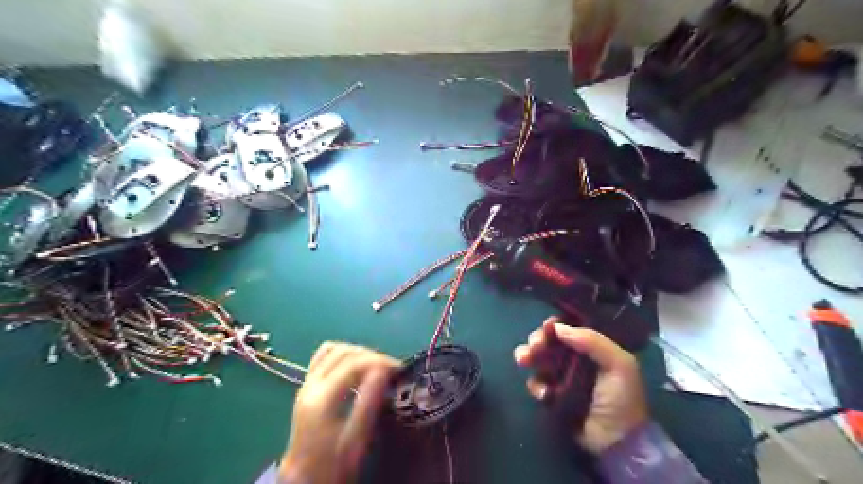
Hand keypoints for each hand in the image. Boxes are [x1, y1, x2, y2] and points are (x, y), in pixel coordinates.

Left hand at [278, 342, 399, 481]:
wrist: (304, 477)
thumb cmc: (334, 463)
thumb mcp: (356, 439)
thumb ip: (369, 403)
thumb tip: (384, 371)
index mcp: (322, 398)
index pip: (354, 364)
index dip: (380, 361)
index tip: (400, 369)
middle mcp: (311, 384)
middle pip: (344, 352)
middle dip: (372, 355)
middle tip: (391, 368)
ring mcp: (306, 383)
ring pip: (333, 349)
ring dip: (358, 352)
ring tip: (376, 365)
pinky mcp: (307, 385)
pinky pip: (324, 356)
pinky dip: (343, 354)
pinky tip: (355, 366)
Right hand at [511, 317, 647, 452]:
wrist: (617, 442)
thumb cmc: (621, 399)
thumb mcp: (619, 365)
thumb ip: (592, 341)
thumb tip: (558, 327)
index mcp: (594, 348)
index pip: (571, 328)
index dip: (557, 324)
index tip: (547, 326)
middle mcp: (576, 359)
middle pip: (551, 341)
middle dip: (538, 339)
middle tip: (534, 345)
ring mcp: (562, 377)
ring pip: (539, 359)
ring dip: (528, 355)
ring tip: (522, 360)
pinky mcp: (552, 396)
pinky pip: (537, 383)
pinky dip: (536, 384)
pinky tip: (544, 393)